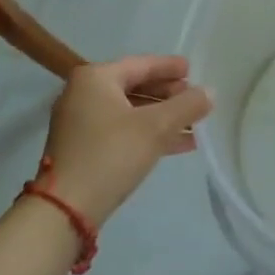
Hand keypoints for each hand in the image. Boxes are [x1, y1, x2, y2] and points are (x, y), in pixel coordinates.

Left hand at [39, 56, 212, 227]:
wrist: (65, 210)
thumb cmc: (111, 155)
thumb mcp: (155, 128)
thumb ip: (186, 106)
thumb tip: (210, 92)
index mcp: (95, 78)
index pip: (141, 64)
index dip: (170, 67)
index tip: (193, 70)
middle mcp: (83, 94)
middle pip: (135, 87)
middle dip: (168, 95)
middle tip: (195, 99)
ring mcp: (80, 123)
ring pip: (130, 112)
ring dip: (162, 118)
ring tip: (194, 125)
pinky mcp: (83, 149)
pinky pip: (122, 131)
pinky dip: (148, 134)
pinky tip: (178, 145)